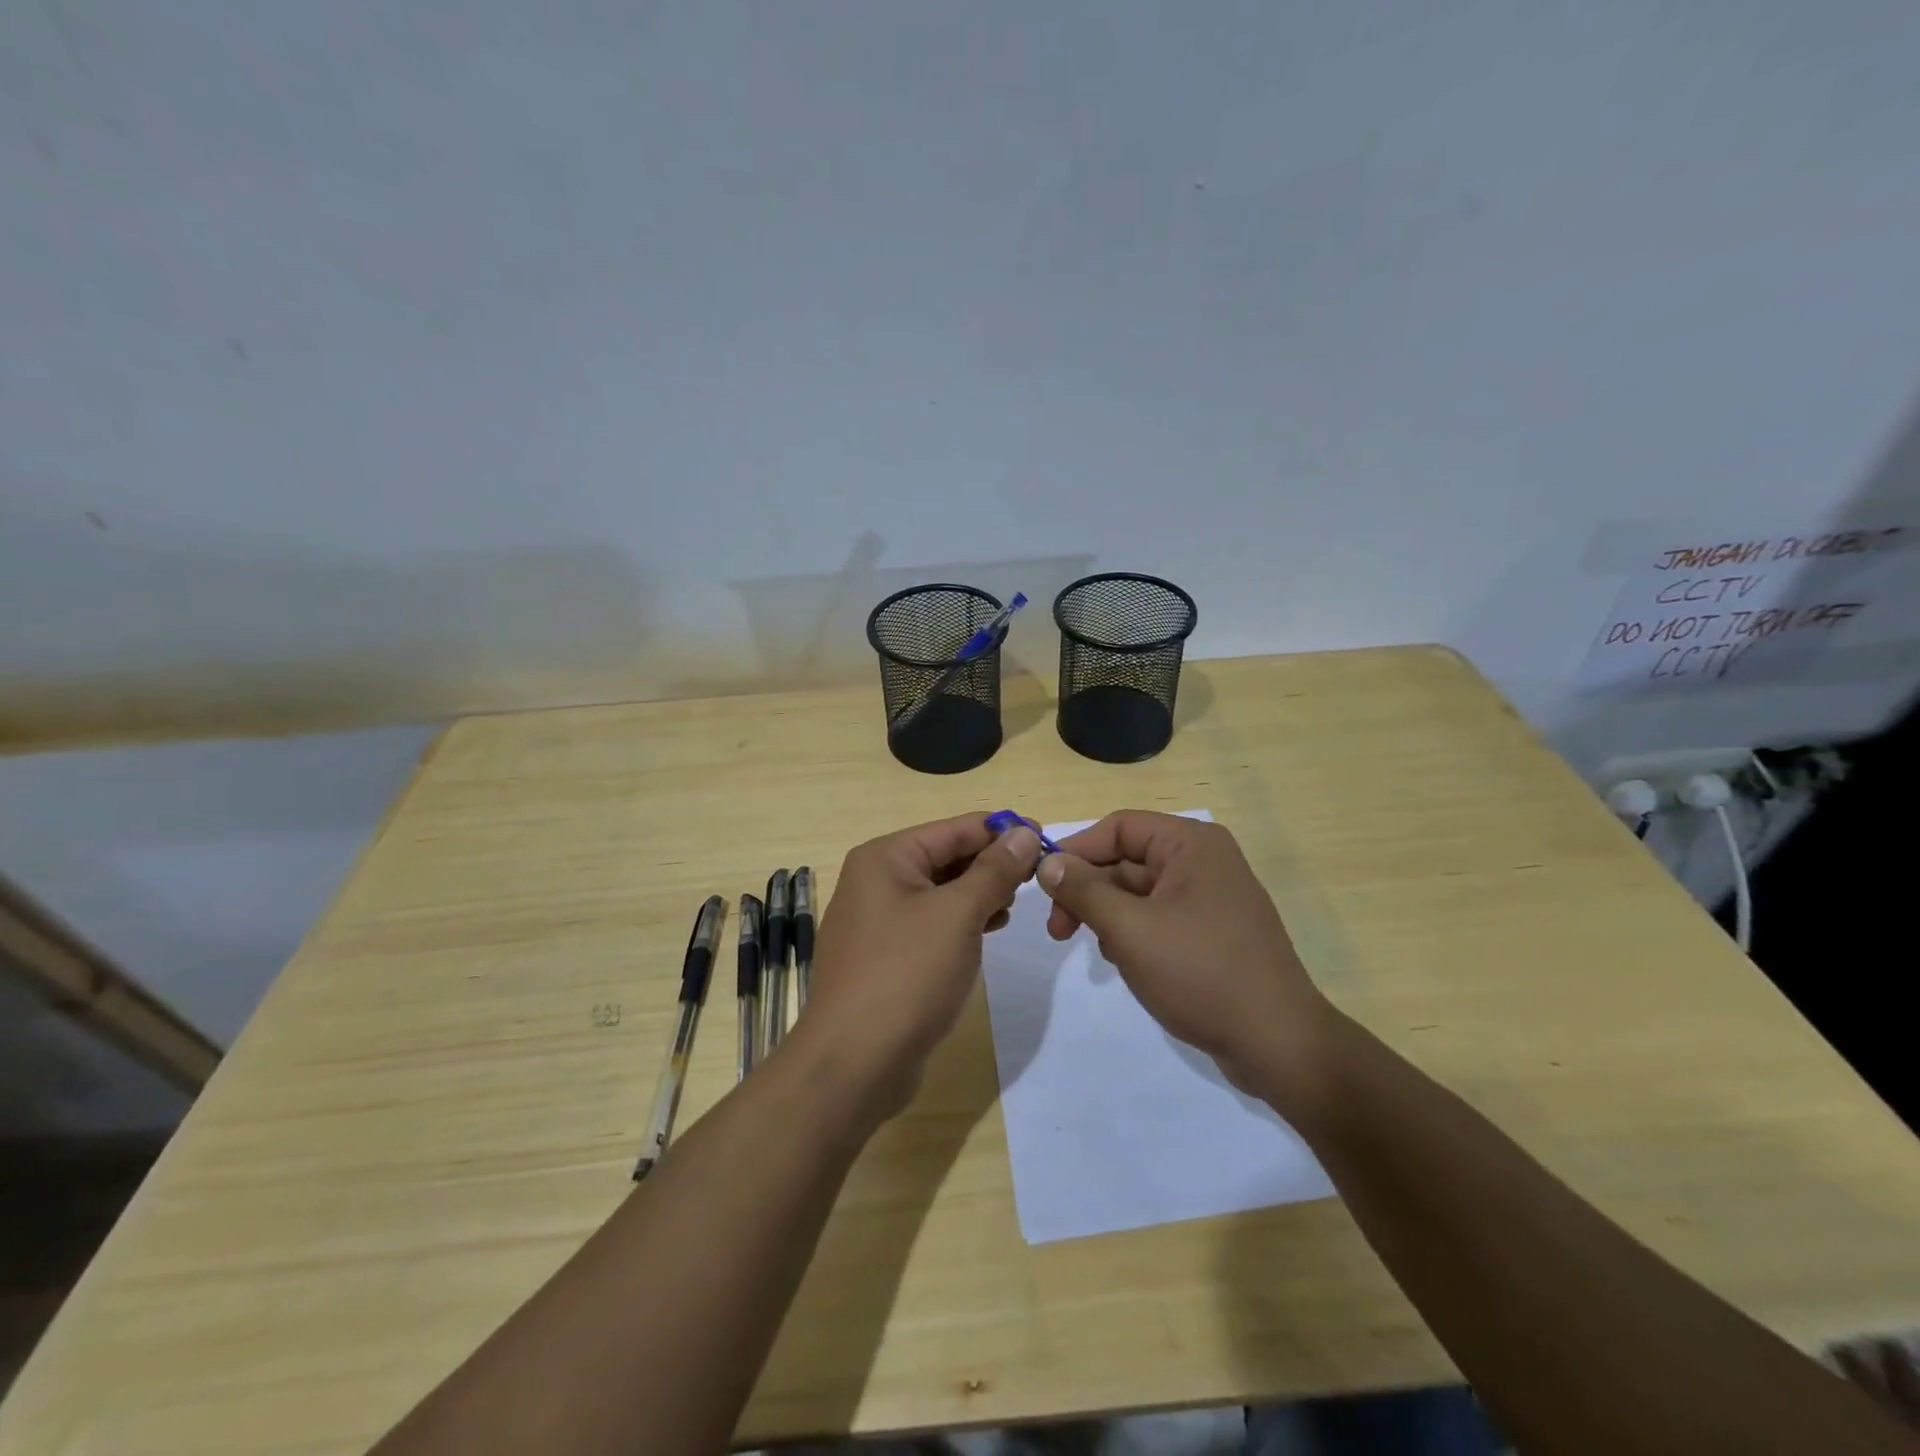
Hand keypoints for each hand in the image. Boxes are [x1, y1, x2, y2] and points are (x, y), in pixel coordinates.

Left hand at [796, 814, 1043, 1118]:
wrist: (854, 1063)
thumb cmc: (907, 974)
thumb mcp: (958, 915)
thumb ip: (994, 870)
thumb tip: (1024, 833)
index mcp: (885, 858)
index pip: (954, 829)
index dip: (1001, 830)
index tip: (1046, 838)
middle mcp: (876, 880)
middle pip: (946, 857)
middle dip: (991, 864)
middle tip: (1037, 877)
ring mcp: (877, 920)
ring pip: (941, 891)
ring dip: (979, 893)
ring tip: (1015, 905)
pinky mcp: (885, 955)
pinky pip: (931, 923)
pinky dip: (961, 921)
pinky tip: (988, 930)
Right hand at [1035, 811, 1329, 1102]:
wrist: (1277, 1044)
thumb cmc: (1201, 973)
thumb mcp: (1130, 929)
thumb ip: (1083, 891)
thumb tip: (1047, 863)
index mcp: (1191, 844)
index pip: (1119, 827)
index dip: (1076, 851)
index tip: (1043, 885)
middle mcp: (1203, 860)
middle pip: (1127, 860)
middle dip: (1089, 891)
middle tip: (1057, 931)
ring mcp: (1210, 897)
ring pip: (1139, 891)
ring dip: (1108, 915)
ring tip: (1100, 951)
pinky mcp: (1212, 931)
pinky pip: (1158, 916)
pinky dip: (1133, 933)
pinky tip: (1125, 962)